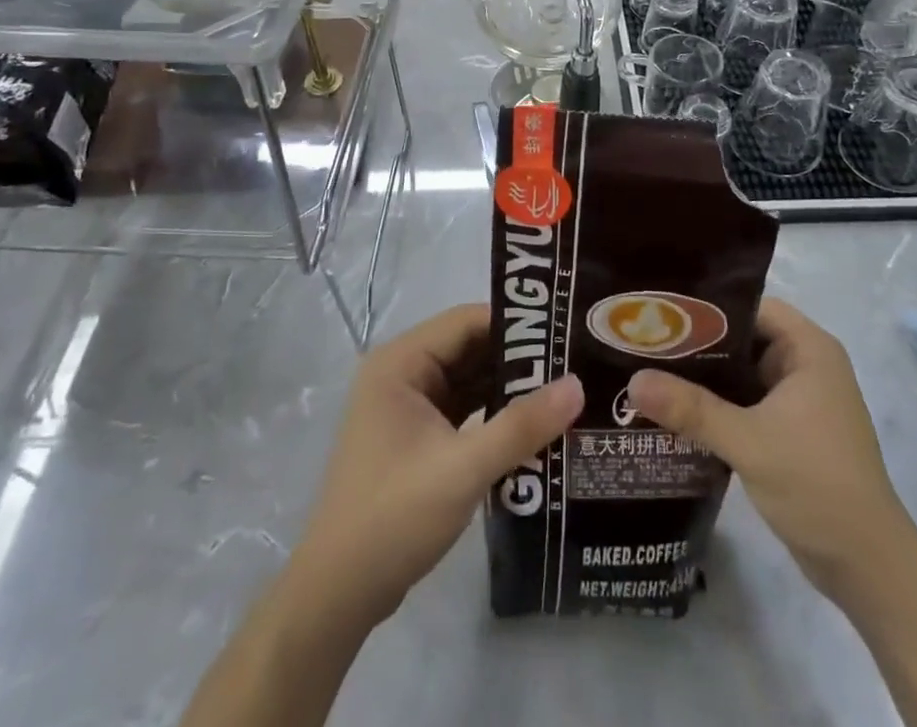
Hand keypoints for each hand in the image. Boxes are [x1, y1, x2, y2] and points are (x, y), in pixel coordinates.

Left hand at [290, 304, 582, 629]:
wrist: (338, 595)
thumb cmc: (393, 516)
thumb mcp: (463, 468)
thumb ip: (521, 426)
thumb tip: (578, 385)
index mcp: (400, 362)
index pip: (466, 322)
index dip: (516, 325)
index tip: (565, 334)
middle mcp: (402, 373)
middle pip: (469, 349)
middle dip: (518, 359)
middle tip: (574, 364)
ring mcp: (407, 407)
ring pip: (469, 381)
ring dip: (509, 389)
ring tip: (565, 391)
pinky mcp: (416, 439)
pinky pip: (463, 411)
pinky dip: (494, 416)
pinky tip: (533, 427)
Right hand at [627, 298, 906, 601]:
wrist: (868, 569)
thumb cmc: (817, 484)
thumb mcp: (749, 441)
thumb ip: (691, 409)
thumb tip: (634, 380)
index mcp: (808, 349)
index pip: (750, 307)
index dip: (707, 307)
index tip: (660, 313)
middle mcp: (806, 366)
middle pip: (742, 339)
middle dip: (696, 344)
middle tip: (644, 343)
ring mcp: (800, 401)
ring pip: (741, 375)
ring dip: (703, 379)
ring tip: (649, 373)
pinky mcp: (791, 433)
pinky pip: (746, 405)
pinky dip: (716, 407)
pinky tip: (676, 413)